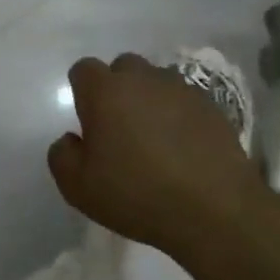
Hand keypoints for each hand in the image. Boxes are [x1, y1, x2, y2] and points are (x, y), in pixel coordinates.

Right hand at [47, 53, 262, 256]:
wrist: (216, 211)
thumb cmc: (137, 195)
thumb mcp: (78, 187)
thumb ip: (62, 155)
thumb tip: (71, 139)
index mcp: (105, 91)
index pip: (83, 70)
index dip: (82, 92)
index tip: (88, 121)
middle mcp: (142, 79)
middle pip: (122, 67)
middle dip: (117, 89)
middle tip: (120, 127)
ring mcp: (181, 90)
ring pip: (156, 81)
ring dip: (150, 99)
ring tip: (155, 137)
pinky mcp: (213, 107)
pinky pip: (185, 100)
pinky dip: (179, 115)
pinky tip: (184, 147)